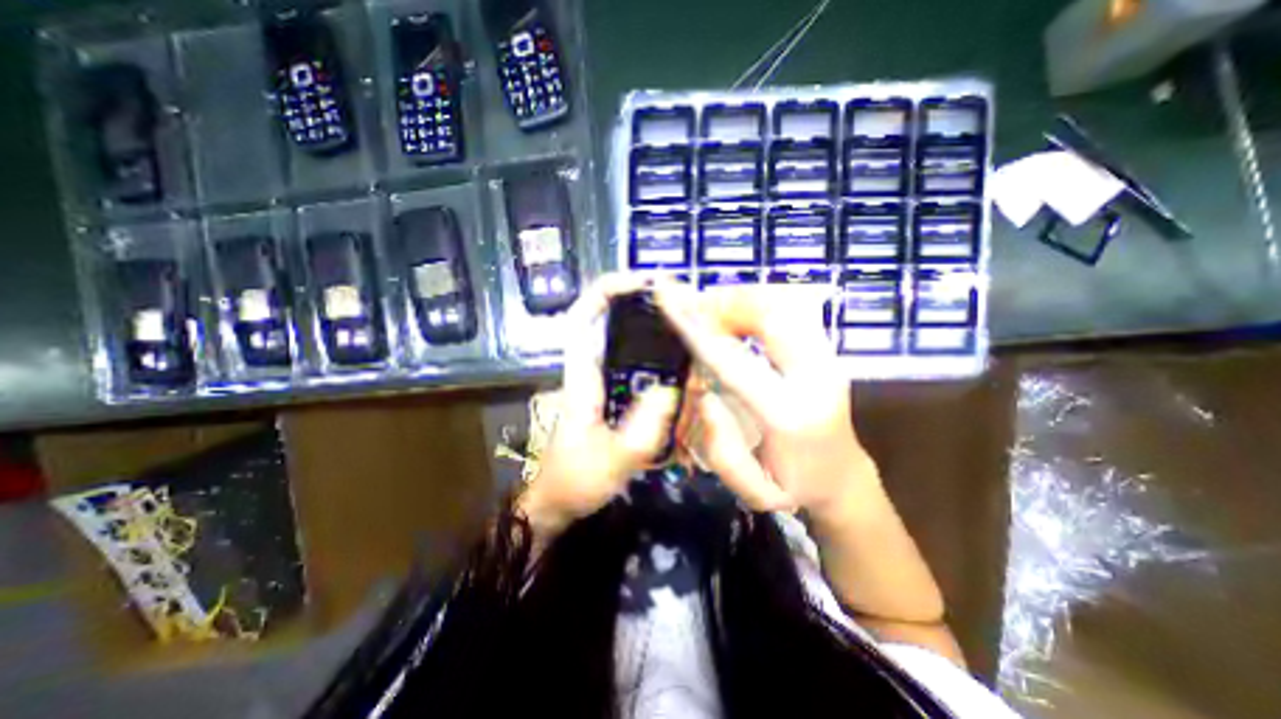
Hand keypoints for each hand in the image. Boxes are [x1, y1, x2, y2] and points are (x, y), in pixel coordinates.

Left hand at [517, 274, 684, 539]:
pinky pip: (642, 370)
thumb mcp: (608, 463)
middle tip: (687, 309)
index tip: (643, 281)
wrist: (559, 503)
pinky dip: (663, 365)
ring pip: (632, 346)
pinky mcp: (617, 398)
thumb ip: (639, 433)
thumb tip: (671, 390)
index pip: (583, 317)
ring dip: (660, 336)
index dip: (607, 290)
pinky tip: (686, 375)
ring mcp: (606, 384)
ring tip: (693, 339)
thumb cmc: (574, 481)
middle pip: (615, 323)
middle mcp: (593, 371)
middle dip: (648, 307)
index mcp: (581, 376)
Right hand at [655, 283, 876, 523]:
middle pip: (769, 314)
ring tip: (714, 311)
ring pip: (784, 303)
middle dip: (725, 302)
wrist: (842, 477)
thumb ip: (722, 450)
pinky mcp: (828, 350)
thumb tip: (706, 397)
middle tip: (695, 309)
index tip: (670, 301)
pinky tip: (739, 315)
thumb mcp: (753, 491)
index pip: (733, 361)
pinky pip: (792, 308)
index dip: (698, 329)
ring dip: (742, 299)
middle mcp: (816, 376)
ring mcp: (828, 358)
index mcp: (790, 414)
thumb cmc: (793, 487)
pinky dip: (760, 302)